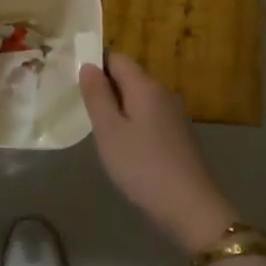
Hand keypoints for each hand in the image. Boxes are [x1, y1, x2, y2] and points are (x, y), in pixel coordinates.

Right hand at [80, 52, 238, 254]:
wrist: (190, 207)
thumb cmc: (142, 166)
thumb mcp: (109, 131)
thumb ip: (97, 95)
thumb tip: (88, 65)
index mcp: (145, 86)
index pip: (117, 58)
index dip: (95, 64)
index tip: (76, 84)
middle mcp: (163, 92)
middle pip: (129, 77)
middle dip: (106, 87)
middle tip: (83, 110)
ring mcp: (174, 114)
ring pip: (139, 98)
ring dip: (119, 107)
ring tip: (100, 130)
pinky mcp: (179, 134)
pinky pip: (150, 116)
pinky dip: (133, 122)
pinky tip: (125, 146)